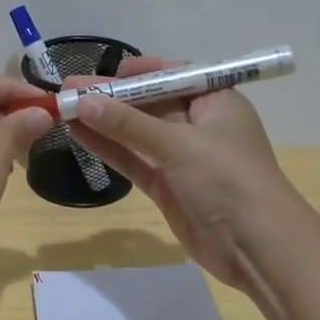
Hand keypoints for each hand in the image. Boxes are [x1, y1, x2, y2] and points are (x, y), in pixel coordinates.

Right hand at [66, 57, 305, 291]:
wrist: (257, 247)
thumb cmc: (228, 180)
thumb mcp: (178, 144)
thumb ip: (128, 124)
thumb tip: (83, 101)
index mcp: (216, 101)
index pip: (173, 75)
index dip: (138, 72)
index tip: (104, 71)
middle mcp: (199, 125)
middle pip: (149, 104)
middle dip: (111, 97)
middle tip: (68, 89)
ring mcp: (182, 158)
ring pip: (136, 133)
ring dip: (103, 122)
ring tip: (62, 110)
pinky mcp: (168, 187)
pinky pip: (134, 160)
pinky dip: (109, 149)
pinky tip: (79, 136)